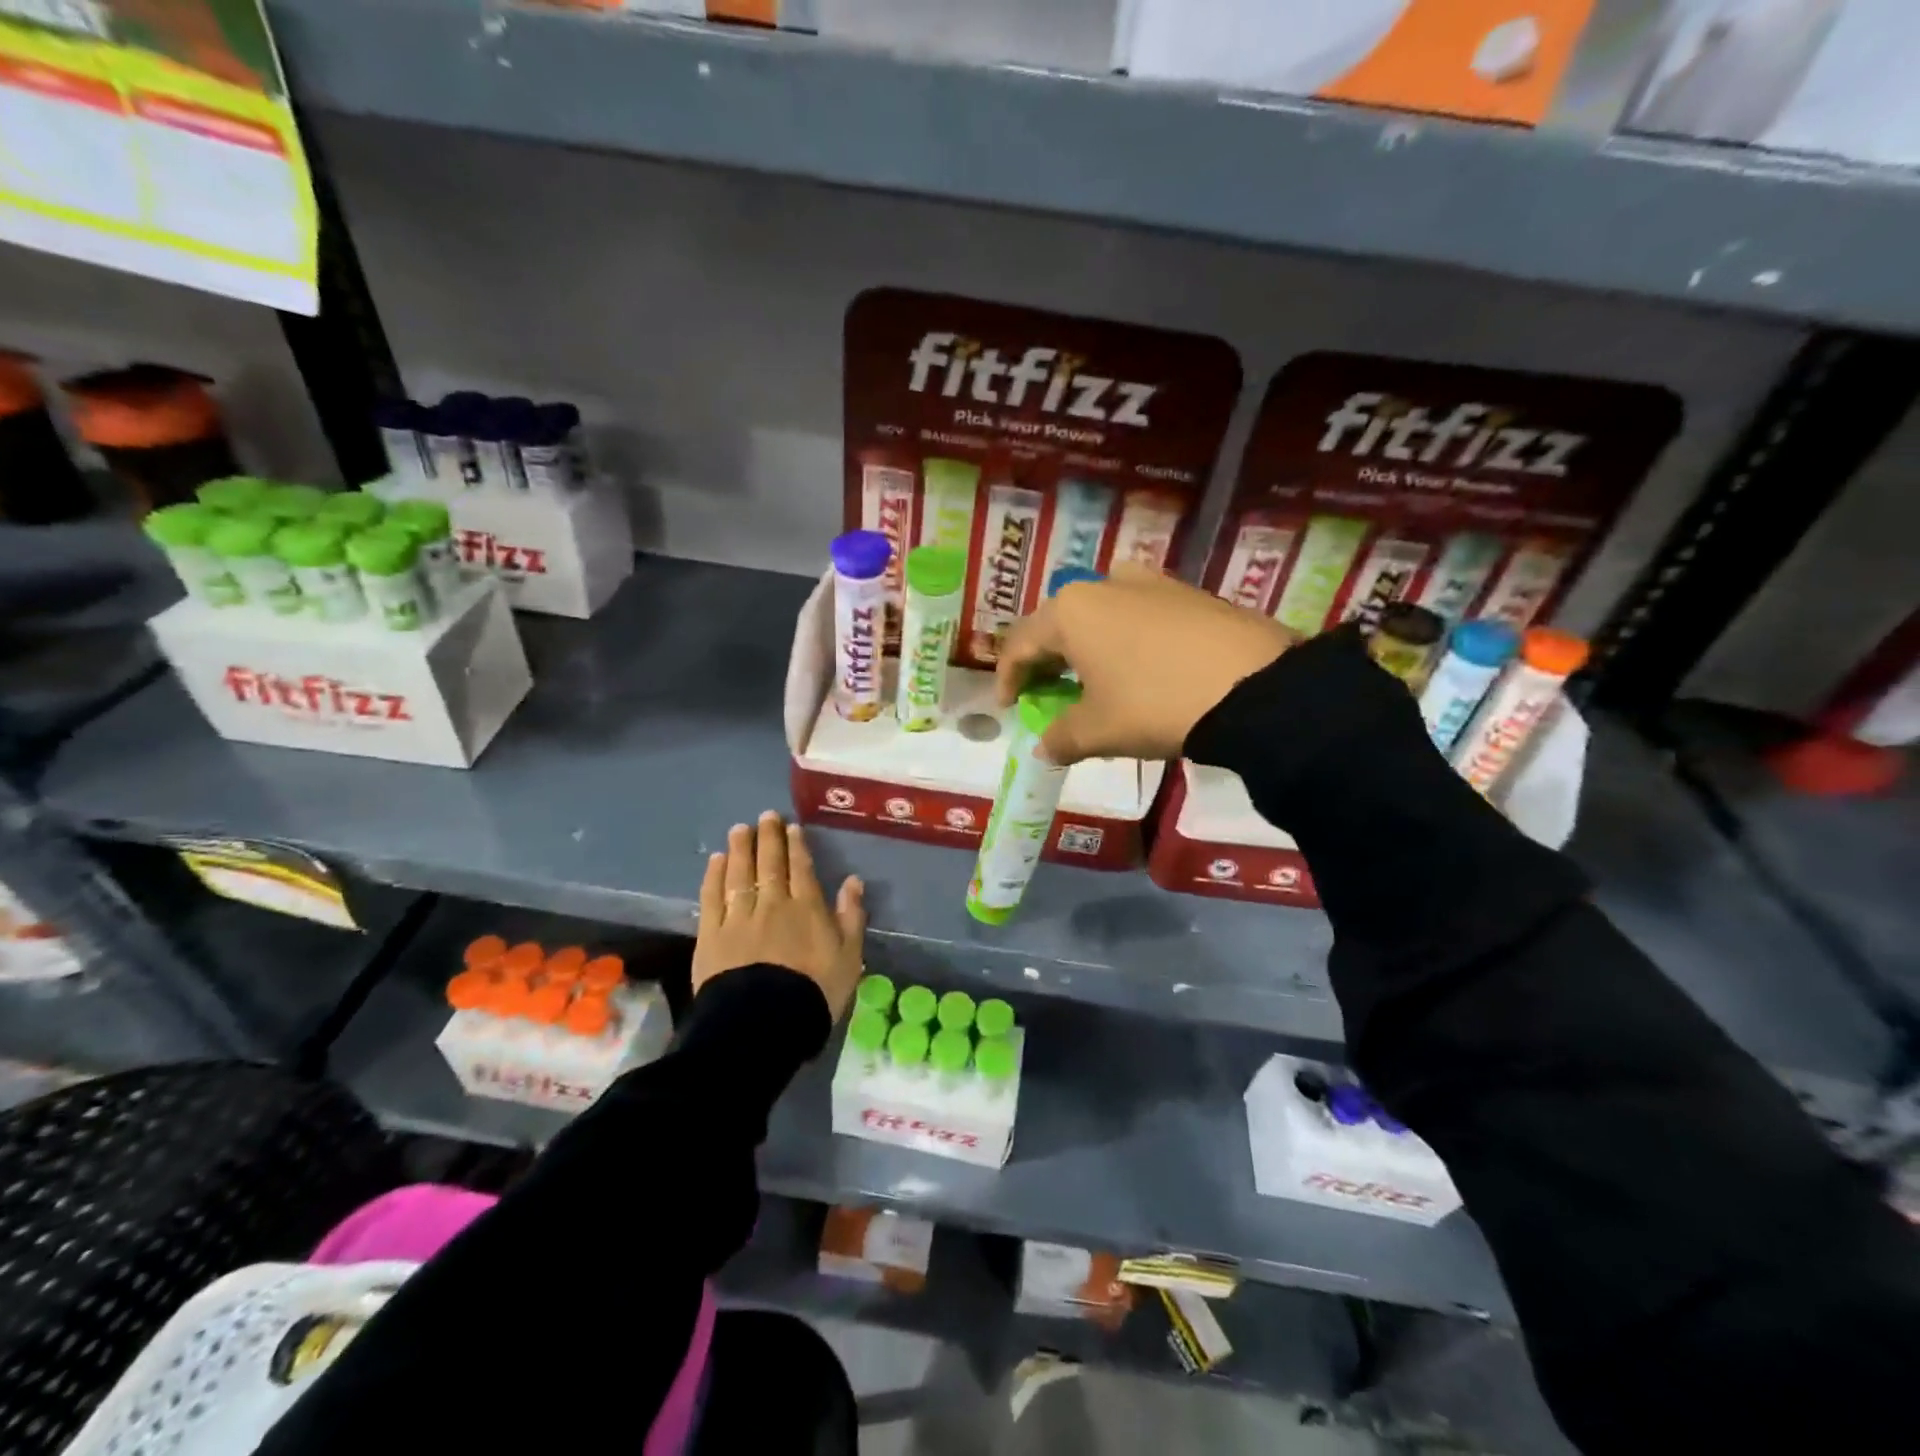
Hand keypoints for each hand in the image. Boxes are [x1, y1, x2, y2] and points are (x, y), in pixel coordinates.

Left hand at [694, 810, 866, 1019]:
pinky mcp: (711, 934)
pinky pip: (712, 897)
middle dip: (769, 838)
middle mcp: (772, 904)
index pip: (801, 868)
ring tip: (740, 829)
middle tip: (766, 816)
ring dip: (740, 849)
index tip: (792, 827)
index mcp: (807, 908)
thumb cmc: (814, 992)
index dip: (796, 846)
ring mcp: (739, 917)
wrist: (764, 1023)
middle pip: (770, 864)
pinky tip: (716, 860)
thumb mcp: (849, 958)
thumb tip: (853, 881)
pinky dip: (714, 876)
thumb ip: (851, 917)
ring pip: (739, 873)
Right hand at [995, 564, 1294, 765]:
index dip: (1007, 677)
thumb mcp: (1099, 730)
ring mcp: (1152, 583)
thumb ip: (1061, 738)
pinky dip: (1125, 640)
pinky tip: (1140, 668)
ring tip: (1094, 678)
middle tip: (1047, 692)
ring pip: (1101, 614)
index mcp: (1071, 611)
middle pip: (1059, 623)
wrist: (1254, 685)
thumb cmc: (1155, 704)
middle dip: (1047, 660)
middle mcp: (1105, 584)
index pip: (1021, 643)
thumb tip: (1043, 749)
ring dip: (1087, 647)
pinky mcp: (1190, 593)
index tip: (1008, 706)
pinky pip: (1139, 614)